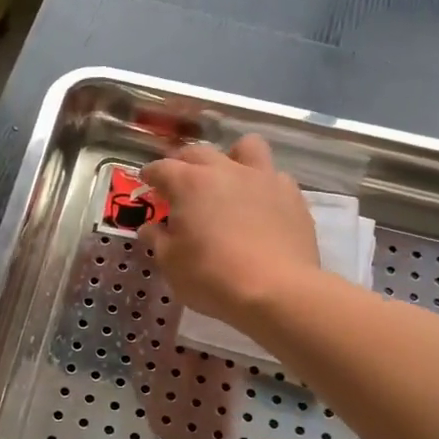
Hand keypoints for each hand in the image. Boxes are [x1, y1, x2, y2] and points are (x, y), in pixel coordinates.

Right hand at [141, 135, 320, 325]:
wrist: (276, 290)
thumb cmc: (212, 277)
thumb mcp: (171, 263)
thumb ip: (157, 240)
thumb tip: (150, 228)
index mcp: (189, 184)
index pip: (162, 168)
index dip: (151, 175)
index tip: (146, 182)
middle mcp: (225, 170)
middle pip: (199, 152)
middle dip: (184, 163)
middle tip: (180, 183)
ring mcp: (263, 178)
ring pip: (246, 147)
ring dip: (232, 157)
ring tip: (228, 179)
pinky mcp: (292, 195)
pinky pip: (274, 176)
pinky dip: (262, 185)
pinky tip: (260, 206)